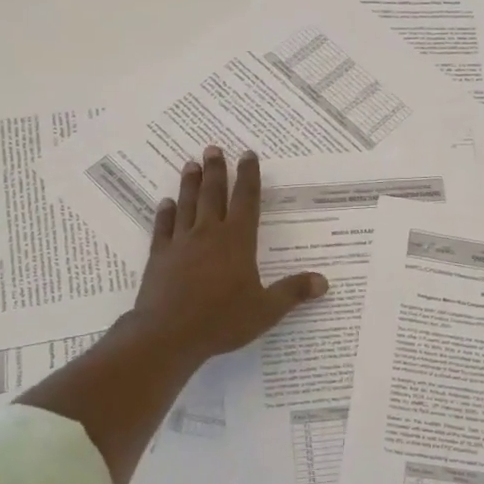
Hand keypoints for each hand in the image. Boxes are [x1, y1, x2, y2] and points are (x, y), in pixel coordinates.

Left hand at [130, 146, 328, 365]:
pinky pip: (163, 228)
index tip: (248, 154)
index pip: (246, 200)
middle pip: (213, 194)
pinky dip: (165, 214)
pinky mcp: (159, 257)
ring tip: (191, 164)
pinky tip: (165, 203)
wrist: (168, 334)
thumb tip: (323, 282)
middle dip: (216, 170)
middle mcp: (208, 234)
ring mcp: (180, 243)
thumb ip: (293, 292)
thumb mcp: (266, 310)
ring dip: (190, 184)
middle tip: (213, 148)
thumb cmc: (222, 320)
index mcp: (237, 241)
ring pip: (187, 205)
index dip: (249, 176)